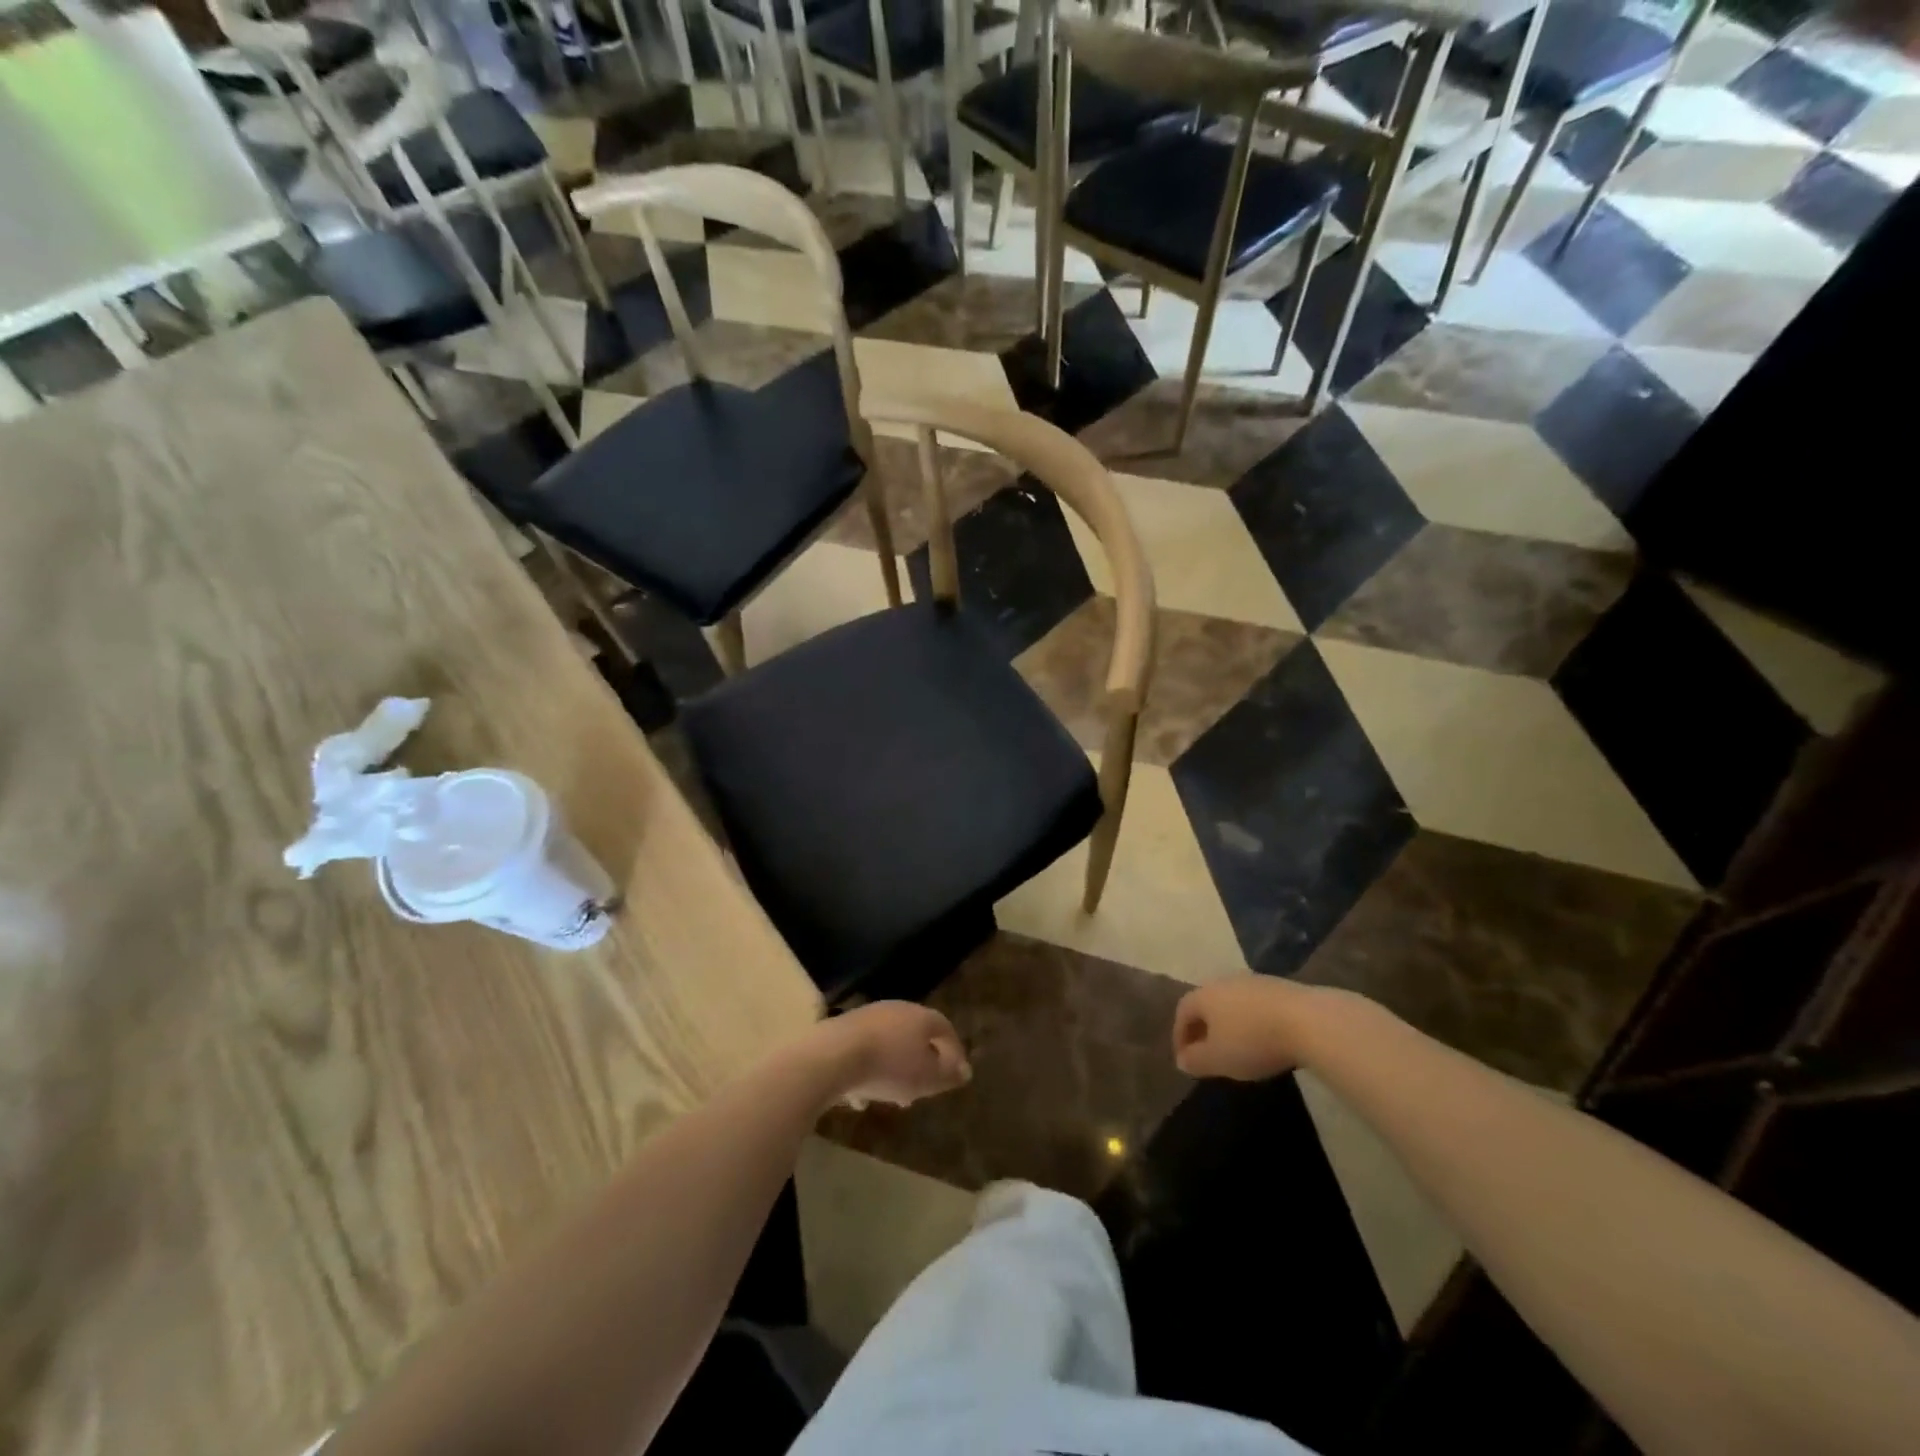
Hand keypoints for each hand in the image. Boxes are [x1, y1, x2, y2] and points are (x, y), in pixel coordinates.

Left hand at [818, 1002, 970, 1109]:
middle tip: (923, 1088)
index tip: (956, 1074)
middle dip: (921, 1062)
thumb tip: (965, 1070)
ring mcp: (867, 1017)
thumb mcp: (927, 1078)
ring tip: (892, 1097)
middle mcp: (896, 1009)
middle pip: (915, 1035)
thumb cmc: (890, 1066)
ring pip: (889, 1044)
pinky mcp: (843, 1030)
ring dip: (894, 1069)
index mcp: (921, 1016)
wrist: (834, 1056)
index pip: (945, 1028)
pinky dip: (868, 1072)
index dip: (954, 1051)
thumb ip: (948, 1074)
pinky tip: (861, 1098)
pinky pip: (864, 1052)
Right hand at [1172, 978, 1319, 1081]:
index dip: (1180, 1035)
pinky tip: (1265, 1038)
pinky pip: (1256, 1005)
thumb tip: (1182, 1060)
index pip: (1182, 1011)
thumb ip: (1195, 1060)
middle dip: (1204, 1027)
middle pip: (1207, 1003)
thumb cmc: (1252, 1040)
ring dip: (1230, 1023)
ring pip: (1233, 1003)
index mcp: (1204, 995)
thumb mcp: (1218, 1059)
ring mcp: (1254, 981)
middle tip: (1208, 1051)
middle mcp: (1225, 981)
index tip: (1185, 1058)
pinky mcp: (1281, 987)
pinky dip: (1253, 1021)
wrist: (1308, 1021)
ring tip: (1238, 1047)